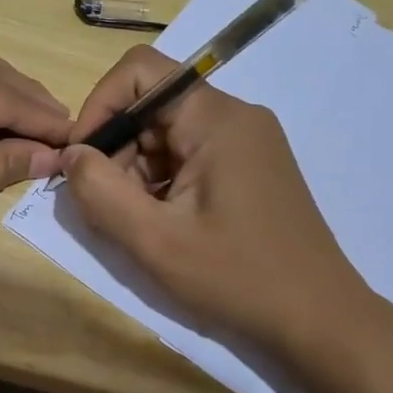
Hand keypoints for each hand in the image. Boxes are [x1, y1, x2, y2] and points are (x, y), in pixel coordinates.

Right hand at [59, 45, 374, 360]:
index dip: (99, 106)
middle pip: (152, 105)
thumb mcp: (155, 241)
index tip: (82, 159)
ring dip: (137, 171)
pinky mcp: (250, 166)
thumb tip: (72, 155)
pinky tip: (164, 225)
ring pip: (167, 133)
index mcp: (218, 119)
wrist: (321, 321)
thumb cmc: (238, 278)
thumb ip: (100, 191)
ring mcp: (247, 141)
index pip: (140, 71)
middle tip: (107, 206)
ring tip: (139, 224)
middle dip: (117, 149)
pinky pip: (189, 154)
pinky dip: (162, 182)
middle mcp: (235, 116)